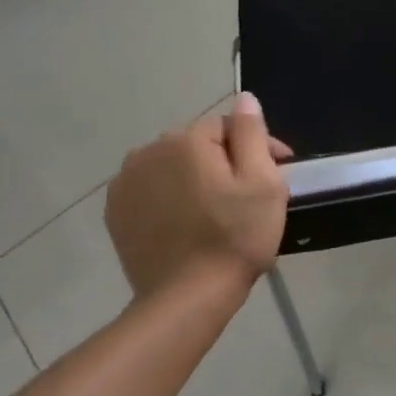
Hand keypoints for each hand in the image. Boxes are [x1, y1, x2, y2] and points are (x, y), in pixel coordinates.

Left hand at [104, 92, 291, 300]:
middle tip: (249, 195)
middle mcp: (149, 151)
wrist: (186, 299)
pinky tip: (187, 221)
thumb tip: (244, 97)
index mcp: (187, 140)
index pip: (229, 127)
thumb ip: (252, 132)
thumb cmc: (235, 237)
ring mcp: (126, 183)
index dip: (258, 148)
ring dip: (195, 177)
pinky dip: (170, 197)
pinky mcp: (116, 212)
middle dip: (225, 161)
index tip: (278, 173)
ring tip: (217, 209)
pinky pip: (152, 190)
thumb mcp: (262, 182)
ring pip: (173, 166)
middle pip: (199, 145)